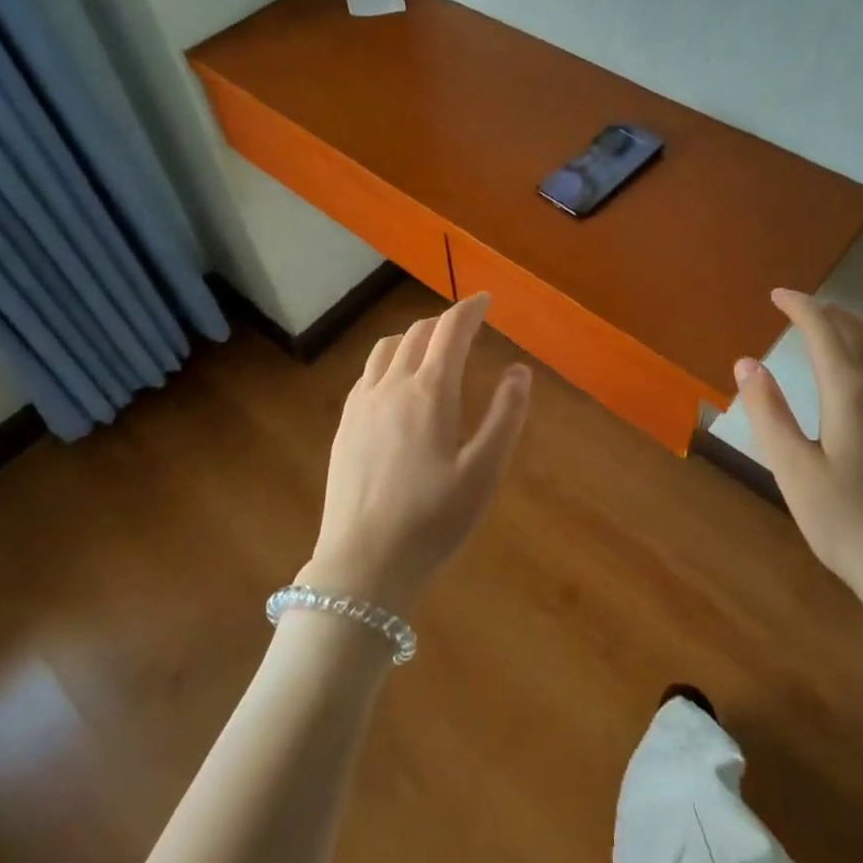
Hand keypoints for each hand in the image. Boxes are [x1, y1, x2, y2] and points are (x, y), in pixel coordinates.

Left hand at [304, 293, 531, 614]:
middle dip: (444, 322)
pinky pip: (367, 373)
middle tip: (465, 328)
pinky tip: (396, 384)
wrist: (364, 563)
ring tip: (430, 348)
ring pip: (386, 348)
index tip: (486, 299)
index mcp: (429, 391)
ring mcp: (362, 403)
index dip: (470, 308)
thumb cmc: (433, 518)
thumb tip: (519, 370)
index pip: (451, 330)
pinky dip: (388, 360)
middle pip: (417, 333)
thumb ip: (505, 416)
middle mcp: (391, 385)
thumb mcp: (484, 471)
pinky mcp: (344, 424)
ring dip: (412, 337)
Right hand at [734, 289, 862, 610]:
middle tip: (801, 309)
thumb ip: (768, 412)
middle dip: (829, 312)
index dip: (800, 306)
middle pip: (861, 332)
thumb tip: (747, 363)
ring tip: (836, 330)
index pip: (824, 330)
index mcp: (852, 394)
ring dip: (858, 329)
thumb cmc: (848, 522)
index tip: (778, 296)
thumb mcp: (793, 470)